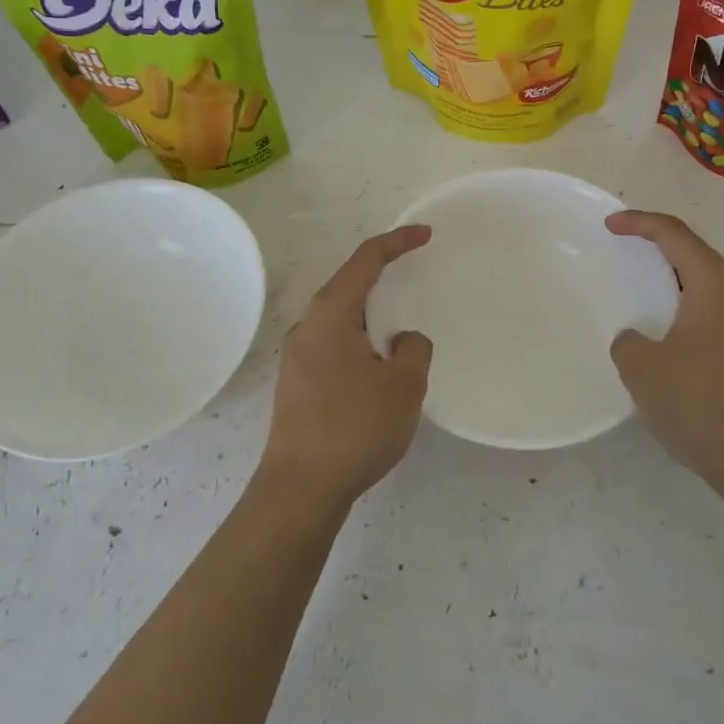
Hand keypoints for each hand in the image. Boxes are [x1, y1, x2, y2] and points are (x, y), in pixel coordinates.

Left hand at [260, 226, 433, 508]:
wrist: (301, 488)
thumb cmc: (355, 427)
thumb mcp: (404, 385)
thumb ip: (414, 349)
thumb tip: (404, 340)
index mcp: (331, 314)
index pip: (366, 260)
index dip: (398, 242)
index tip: (426, 235)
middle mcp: (307, 326)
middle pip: (349, 286)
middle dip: (384, 278)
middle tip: (417, 278)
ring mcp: (297, 357)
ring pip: (342, 320)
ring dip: (373, 317)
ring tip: (403, 330)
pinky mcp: (297, 384)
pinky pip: (335, 345)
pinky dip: (361, 341)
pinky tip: (379, 367)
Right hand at [606, 211, 723, 491]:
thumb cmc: (698, 402)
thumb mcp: (642, 368)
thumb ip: (628, 341)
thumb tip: (637, 338)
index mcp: (716, 285)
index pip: (675, 234)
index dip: (639, 222)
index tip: (609, 225)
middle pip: (696, 253)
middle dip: (659, 245)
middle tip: (624, 248)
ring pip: (709, 282)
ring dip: (675, 278)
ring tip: (641, 287)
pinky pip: (717, 308)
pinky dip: (689, 304)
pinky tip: (668, 329)